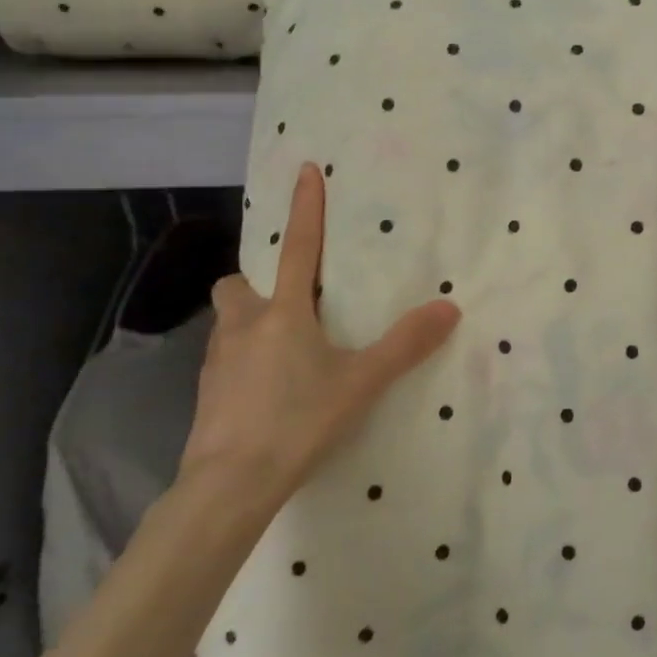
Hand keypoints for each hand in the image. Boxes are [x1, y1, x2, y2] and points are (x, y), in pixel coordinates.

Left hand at [180, 162, 460, 513]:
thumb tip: (449, 308)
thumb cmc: (298, 421)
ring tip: (284, 350)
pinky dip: (243, 361)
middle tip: (288, 300)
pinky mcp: (206, 396)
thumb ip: (405, 345)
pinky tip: (267, 390)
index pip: (297, 247)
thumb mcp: (361, 382)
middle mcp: (243, 327)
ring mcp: (217, 362)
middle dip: (257, 282)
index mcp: (282, 313)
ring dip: (250, 322)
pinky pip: (224, 361)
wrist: (229, 486)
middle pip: (238, 285)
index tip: (305, 170)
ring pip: (228, 323)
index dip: (304, 208)